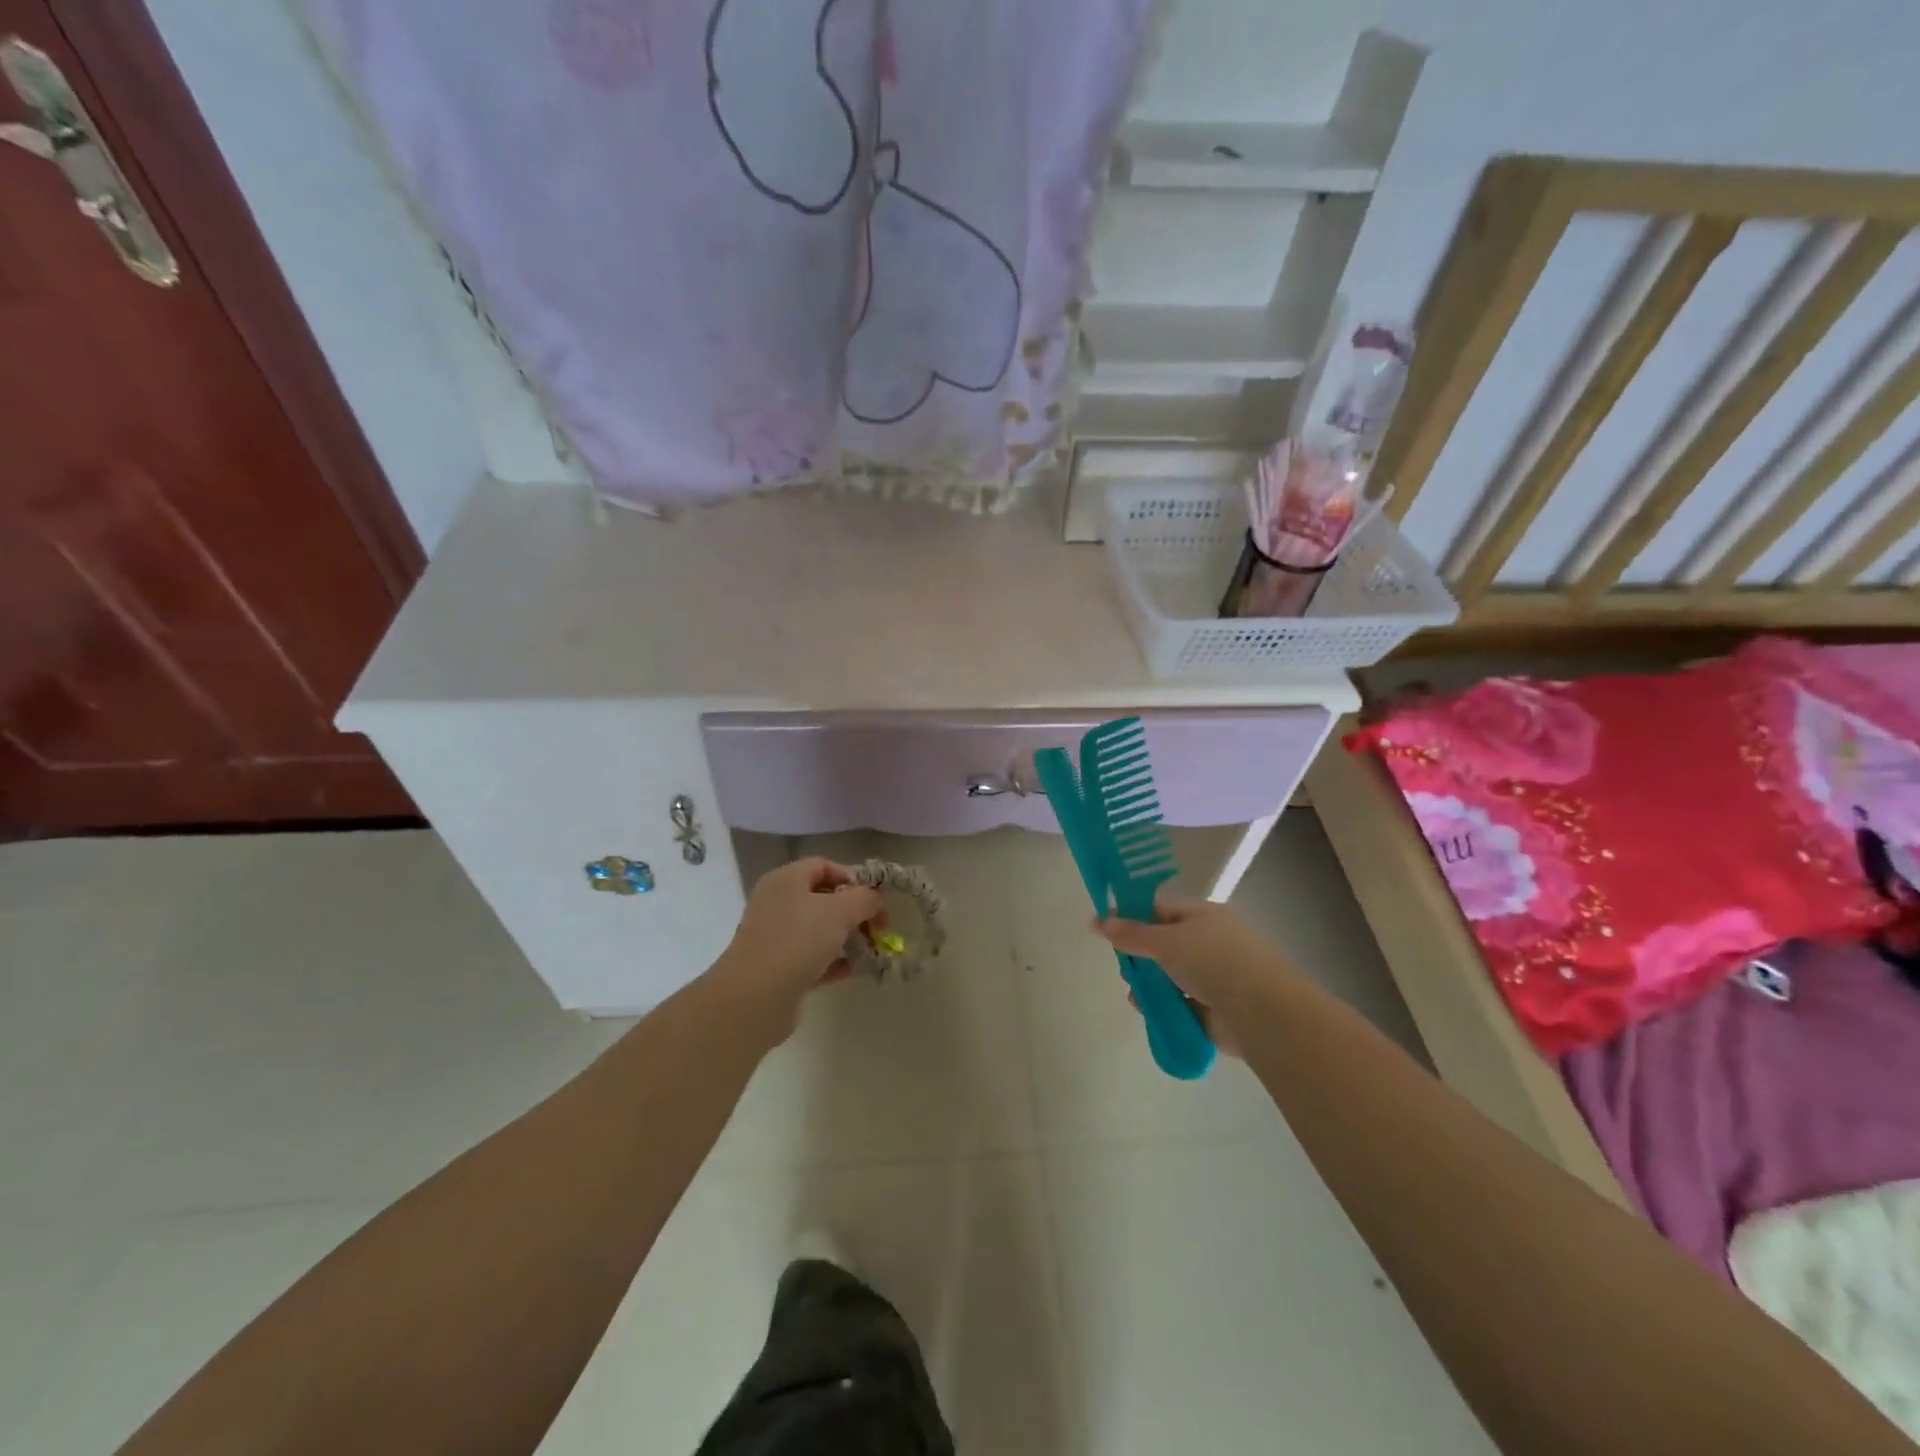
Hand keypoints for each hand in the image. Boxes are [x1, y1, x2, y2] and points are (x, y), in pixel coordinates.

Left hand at [712, 858, 884, 1025]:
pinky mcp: (777, 969)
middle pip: (823, 899)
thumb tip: (875, 899)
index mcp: (786, 880)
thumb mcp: (840, 911)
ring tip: (870, 951)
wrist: (755, 997)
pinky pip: (811, 958)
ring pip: (818, 931)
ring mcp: (775, 937)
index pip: (824, 866)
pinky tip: (852, 970)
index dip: (853, 878)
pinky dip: (833, 962)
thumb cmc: (798, 940)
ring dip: (846, 938)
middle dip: (854, 911)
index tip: (875, 899)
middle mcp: (777, 903)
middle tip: (879, 928)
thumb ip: (865, 899)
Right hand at [1094, 894, 1296, 1055]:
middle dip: (1140, 955)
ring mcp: (1215, 976)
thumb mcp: (1166, 941)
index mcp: (1203, 915)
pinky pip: (1181, 1002)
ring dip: (1150, 983)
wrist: (1262, 1014)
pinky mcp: (1216, 1008)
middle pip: (1164, 943)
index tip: (1107, 929)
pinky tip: (1147, 1011)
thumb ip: (1130, 933)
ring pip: (1171, 975)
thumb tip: (1097, 920)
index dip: (1133, 916)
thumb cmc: (1214, 963)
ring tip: (1133, 993)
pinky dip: (1164, 1006)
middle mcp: (1211, 941)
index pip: (1161, 908)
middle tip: (1122, 966)